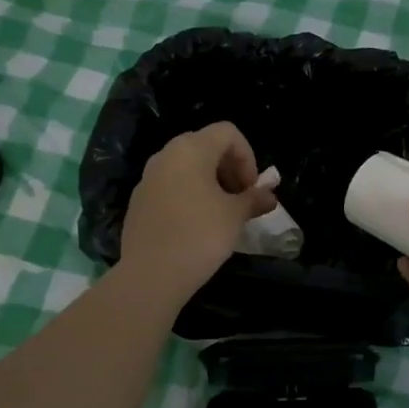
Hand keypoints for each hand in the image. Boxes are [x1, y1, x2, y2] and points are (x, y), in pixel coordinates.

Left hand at [119, 123, 276, 303]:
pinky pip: (170, 187)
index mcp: (191, 149)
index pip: (228, 132)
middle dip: (229, 169)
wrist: (151, 274)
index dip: (247, 156)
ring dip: (210, 183)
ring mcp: (148, 178)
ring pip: (186, 168)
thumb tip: (270, 196)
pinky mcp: (138, 201)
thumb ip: (254, 199)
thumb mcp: (235, 216)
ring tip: (221, 214)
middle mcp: (166, 155)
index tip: (251, 188)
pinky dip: (189, 196)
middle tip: (241, 199)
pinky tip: (196, 226)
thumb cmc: (200, 235)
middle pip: (206, 146)